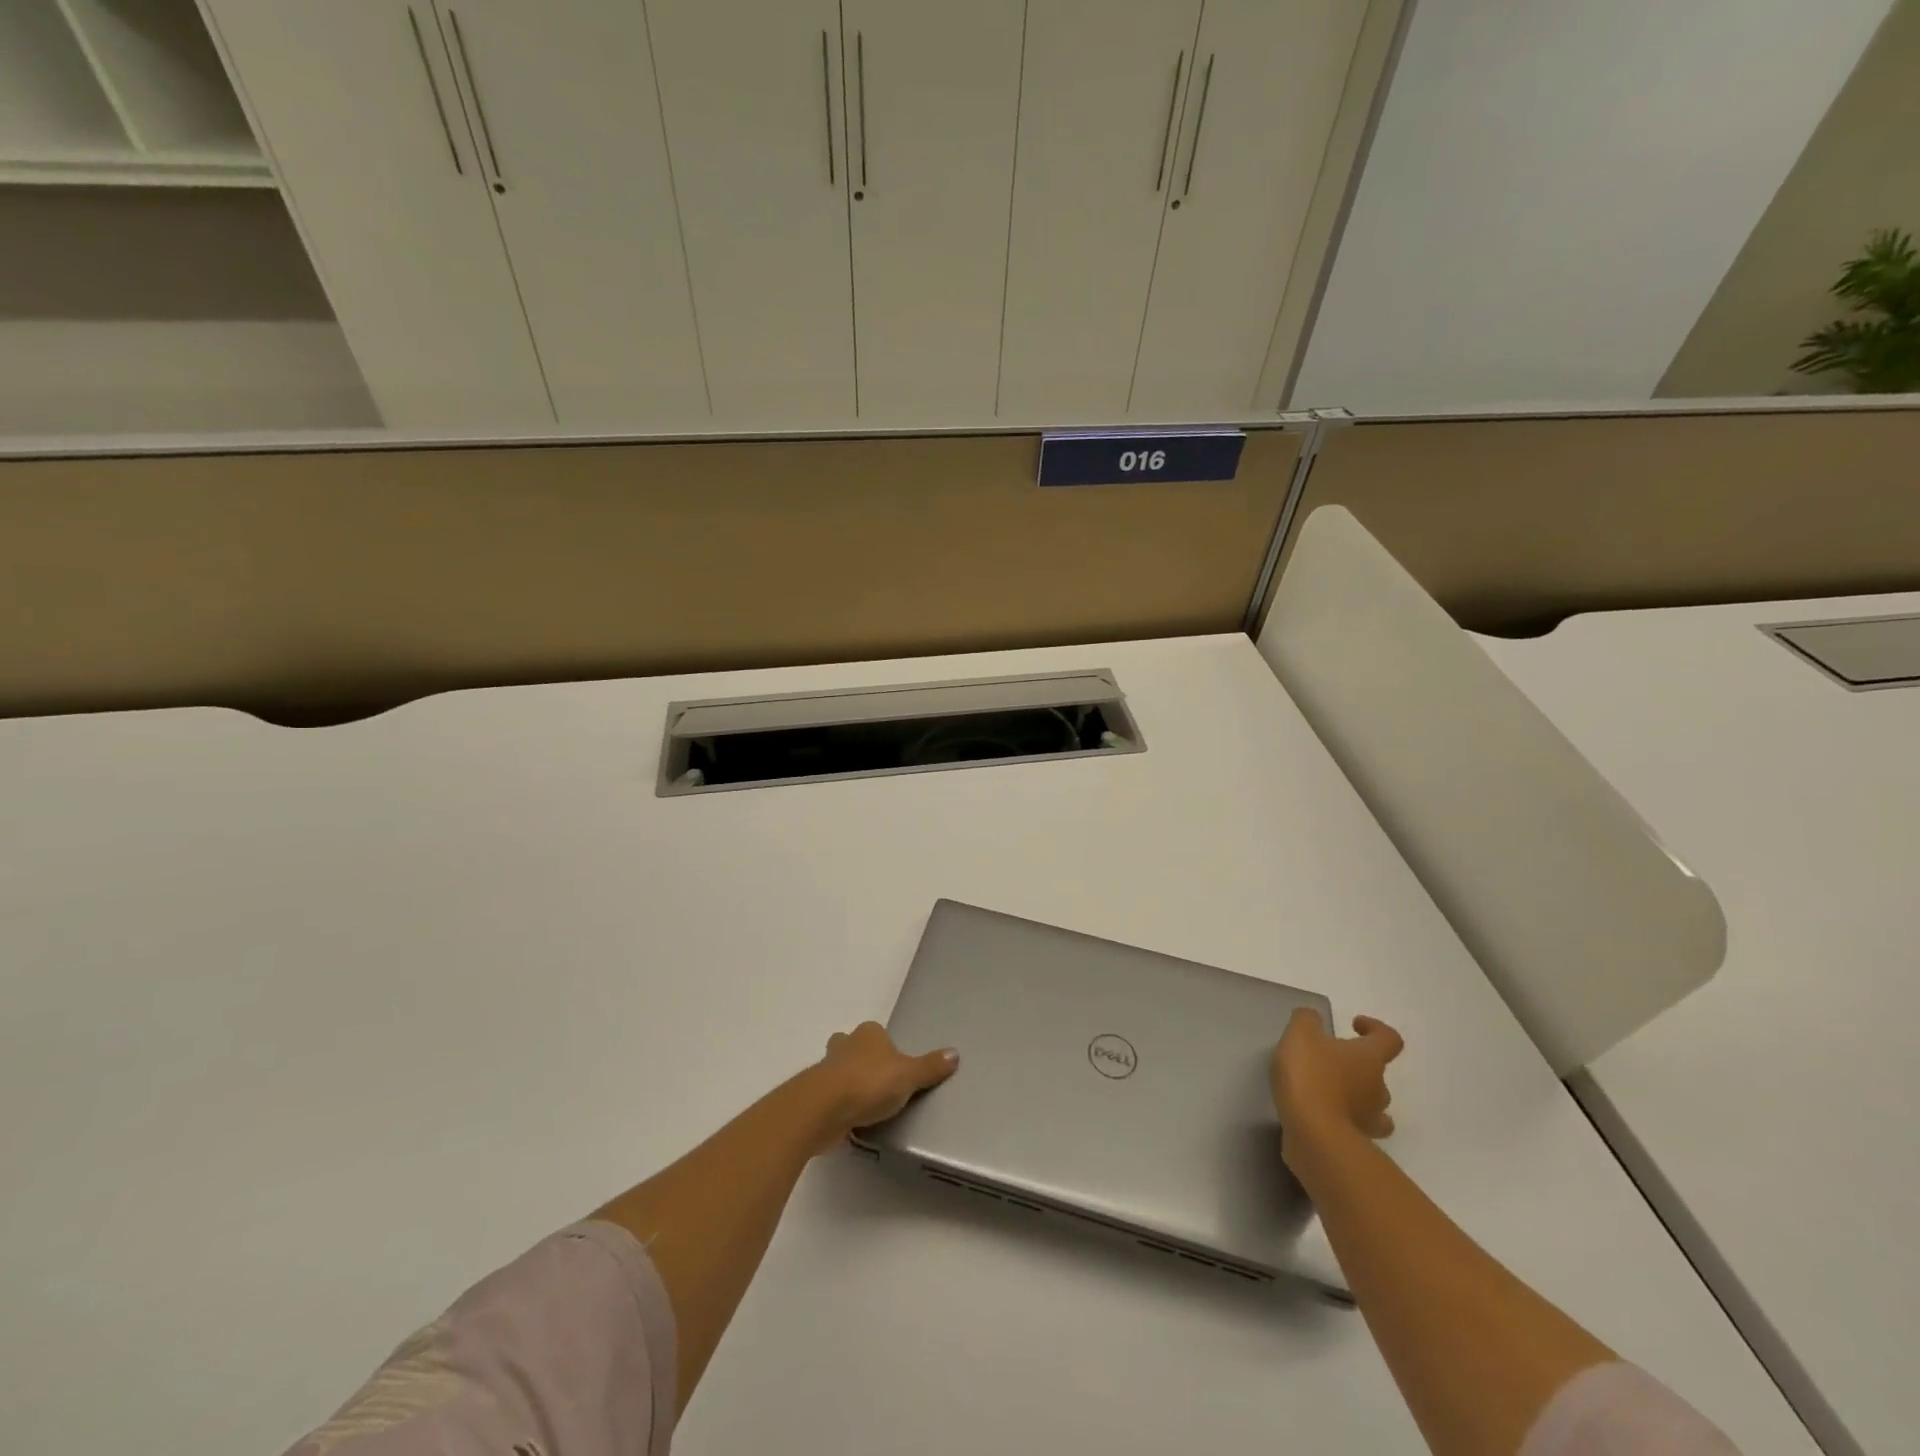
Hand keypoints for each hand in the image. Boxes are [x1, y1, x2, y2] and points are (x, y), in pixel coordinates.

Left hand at [812, 1022, 957, 1150]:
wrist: (824, 1109)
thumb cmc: (869, 1083)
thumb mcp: (909, 1075)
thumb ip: (930, 1067)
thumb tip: (954, 1054)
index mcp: (868, 1033)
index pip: (879, 1035)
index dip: (887, 1049)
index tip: (897, 1069)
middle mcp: (844, 1045)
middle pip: (854, 1049)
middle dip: (863, 1062)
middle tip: (880, 1085)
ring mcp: (826, 1070)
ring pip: (840, 1073)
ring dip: (850, 1086)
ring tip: (867, 1107)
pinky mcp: (816, 1096)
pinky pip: (833, 1098)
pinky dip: (841, 1107)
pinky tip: (852, 1121)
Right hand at [1271, 1008, 1403, 1152]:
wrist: (1314, 1133)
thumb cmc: (1311, 1076)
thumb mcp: (1300, 1034)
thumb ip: (1307, 1020)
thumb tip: (1313, 1019)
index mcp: (1369, 1058)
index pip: (1389, 1039)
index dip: (1375, 1029)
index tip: (1354, 1025)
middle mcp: (1378, 1088)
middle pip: (1378, 1074)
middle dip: (1357, 1067)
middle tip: (1328, 1061)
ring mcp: (1370, 1119)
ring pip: (1372, 1105)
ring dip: (1355, 1096)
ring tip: (1325, 1091)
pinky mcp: (1355, 1142)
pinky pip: (1355, 1128)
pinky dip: (1343, 1120)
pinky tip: (1320, 1115)